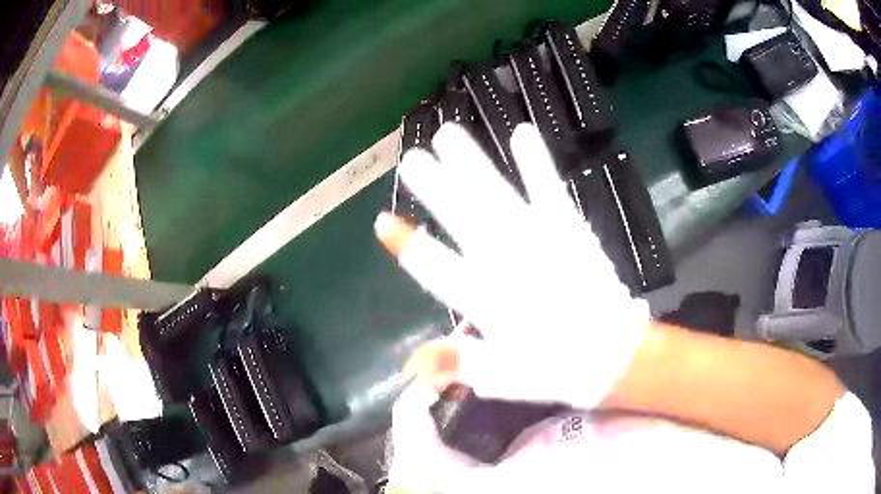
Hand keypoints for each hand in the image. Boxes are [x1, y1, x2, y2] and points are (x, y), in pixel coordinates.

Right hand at [376, 123, 649, 408]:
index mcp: (489, 304)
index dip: (409, 246)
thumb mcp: (503, 378)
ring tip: (448, 135)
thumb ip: (460, 363)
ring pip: (497, 198)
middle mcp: (510, 265)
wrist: (615, 355)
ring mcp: (542, 242)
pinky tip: (521, 133)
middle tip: (412, 161)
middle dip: (436, 190)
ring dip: (472, 165)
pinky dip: (535, 163)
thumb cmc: (556, 368)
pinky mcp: (569, 229)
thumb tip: (413, 361)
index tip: (384, 222)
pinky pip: (549, 191)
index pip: (438, 271)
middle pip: (465, 221)